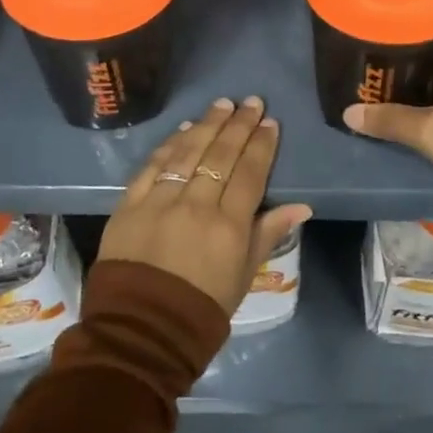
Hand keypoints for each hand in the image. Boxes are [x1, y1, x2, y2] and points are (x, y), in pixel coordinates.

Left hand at [99, 96, 313, 315]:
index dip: (261, 145)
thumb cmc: (202, 307)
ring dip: (207, 125)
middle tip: (251, 101)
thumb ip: (269, 233)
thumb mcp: (244, 275)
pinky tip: (184, 129)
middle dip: (238, 125)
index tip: (269, 122)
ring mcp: (160, 202)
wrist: (141, 330)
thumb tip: (302, 206)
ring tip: (222, 104)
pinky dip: (170, 145)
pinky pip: (153, 166)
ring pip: (188, 153)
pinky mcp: (130, 204)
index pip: (250, 173)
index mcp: (229, 226)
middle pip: (221, 155)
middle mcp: (196, 205)